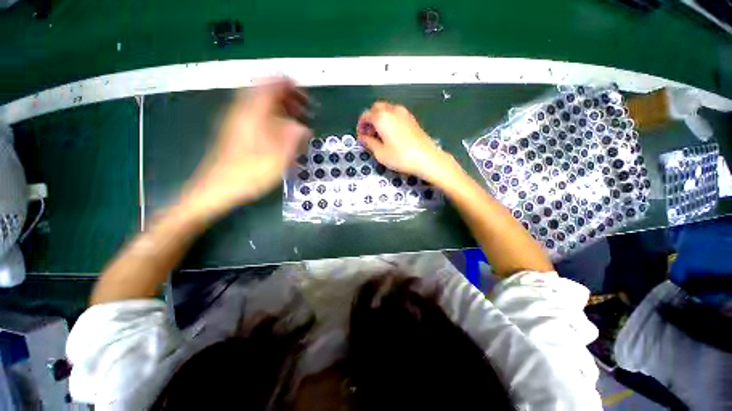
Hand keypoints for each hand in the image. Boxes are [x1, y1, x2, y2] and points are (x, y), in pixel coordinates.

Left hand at [180, 78, 311, 221]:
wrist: (217, 188)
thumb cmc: (247, 174)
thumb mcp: (276, 159)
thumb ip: (291, 139)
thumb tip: (303, 127)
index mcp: (252, 114)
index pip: (269, 86)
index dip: (287, 85)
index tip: (303, 92)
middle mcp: (241, 112)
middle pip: (263, 91)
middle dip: (285, 96)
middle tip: (302, 108)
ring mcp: (236, 120)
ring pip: (259, 103)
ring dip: (278, 106)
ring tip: (294, 118)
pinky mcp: (235, 131)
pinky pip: (255, 114)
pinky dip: (270, 115)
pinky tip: (279, 130)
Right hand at [356, 101, 451, 181]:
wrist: (426, 158)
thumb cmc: (400, 157)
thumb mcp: (380, 153)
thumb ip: (369, 142)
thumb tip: (363, 137)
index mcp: (382, 117)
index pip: (365, 115)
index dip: (361, 126)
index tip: (361, 137)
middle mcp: (392, 110)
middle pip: (376, 108)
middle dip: (370, 120)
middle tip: (369, 135)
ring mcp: (403, 112)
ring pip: (386, 110)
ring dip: (379, 119)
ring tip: (379, 136)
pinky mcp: (411, 118)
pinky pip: (395, 114)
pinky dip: (389, 120)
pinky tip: (390, 134)